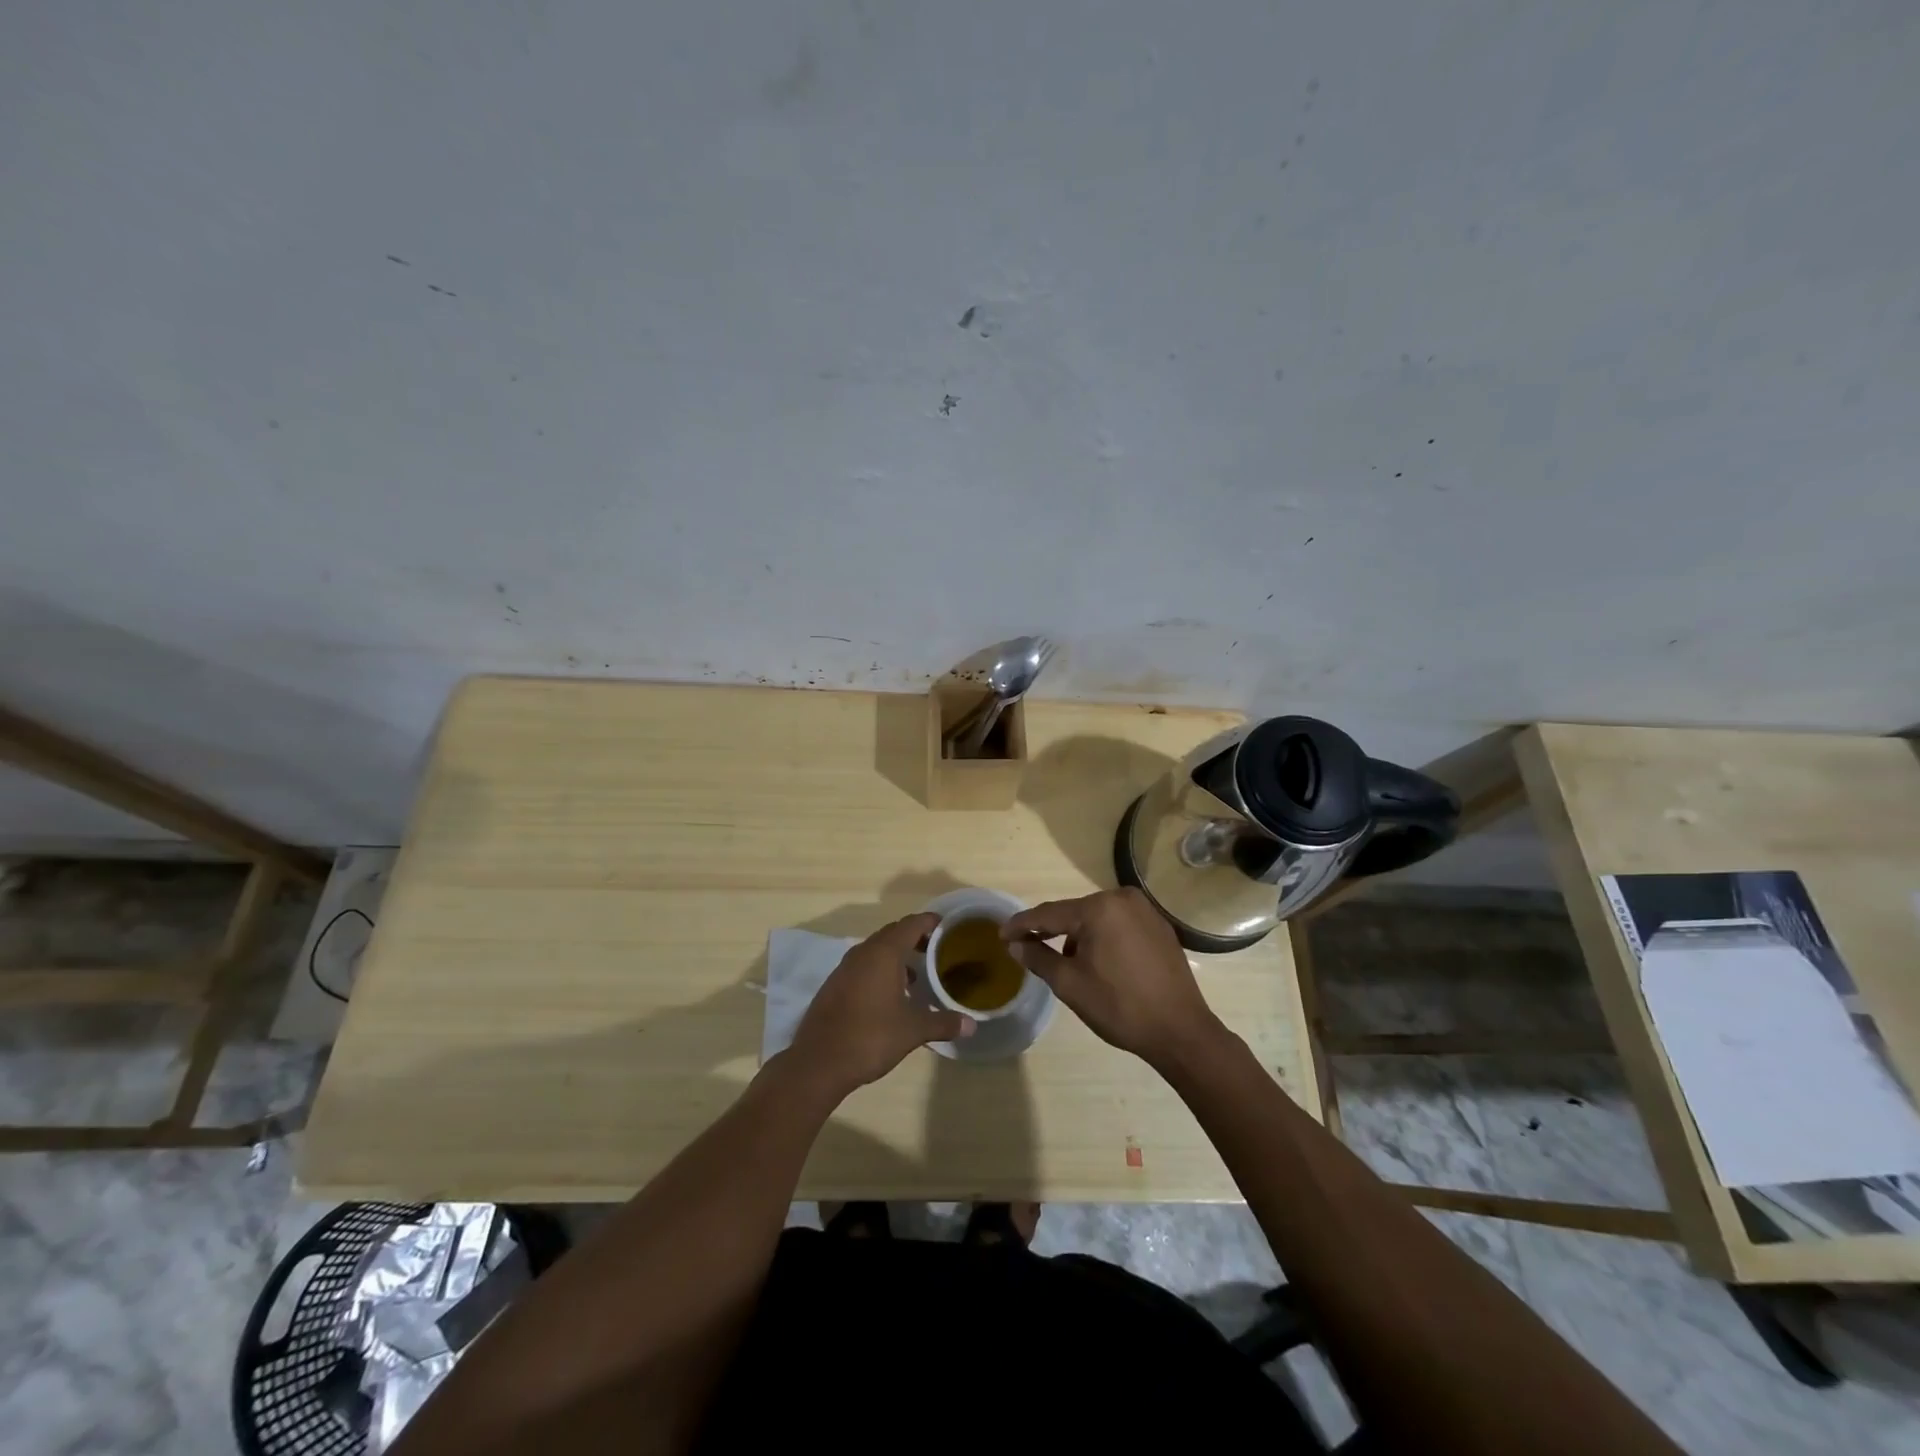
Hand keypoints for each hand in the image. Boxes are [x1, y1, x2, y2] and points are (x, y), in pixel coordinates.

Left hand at [787, 913, 973, 1094]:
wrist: (819, 1062)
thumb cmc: (870, 1037)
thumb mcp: (913, 1031)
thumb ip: (943, 1023)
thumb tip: (972, 1025)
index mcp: (884, 953)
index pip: (911, 924)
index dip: (930, 922)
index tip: (948, 928)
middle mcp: (863, 953)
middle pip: (893, 933)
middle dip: (915, 937)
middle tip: (936, 950)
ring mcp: (845, 968)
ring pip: (875, 950)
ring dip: (896, 955)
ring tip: (916, 975)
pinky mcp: (834, 985)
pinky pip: (862, 966)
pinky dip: (879, 970)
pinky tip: (890, 995)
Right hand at [1002, 888, 1224, 1069]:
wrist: (1181, 1031)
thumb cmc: (1120, 1007)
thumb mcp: (1070, 984)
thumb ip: (1039, 958)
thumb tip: (1015, 944)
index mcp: (1100, 908)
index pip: (1049, 913)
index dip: (1022, 925)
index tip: (1001, 935)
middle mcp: (1123, 898)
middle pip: (1075, 913)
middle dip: (1052, 931)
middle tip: (1030, 948)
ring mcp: (1146, 911)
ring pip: (1098, 918)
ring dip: (1079, 936)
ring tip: (1068, 964)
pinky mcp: (1160, 926)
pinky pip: (1120, 925)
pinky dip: (1104, 938)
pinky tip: (1100, 962)